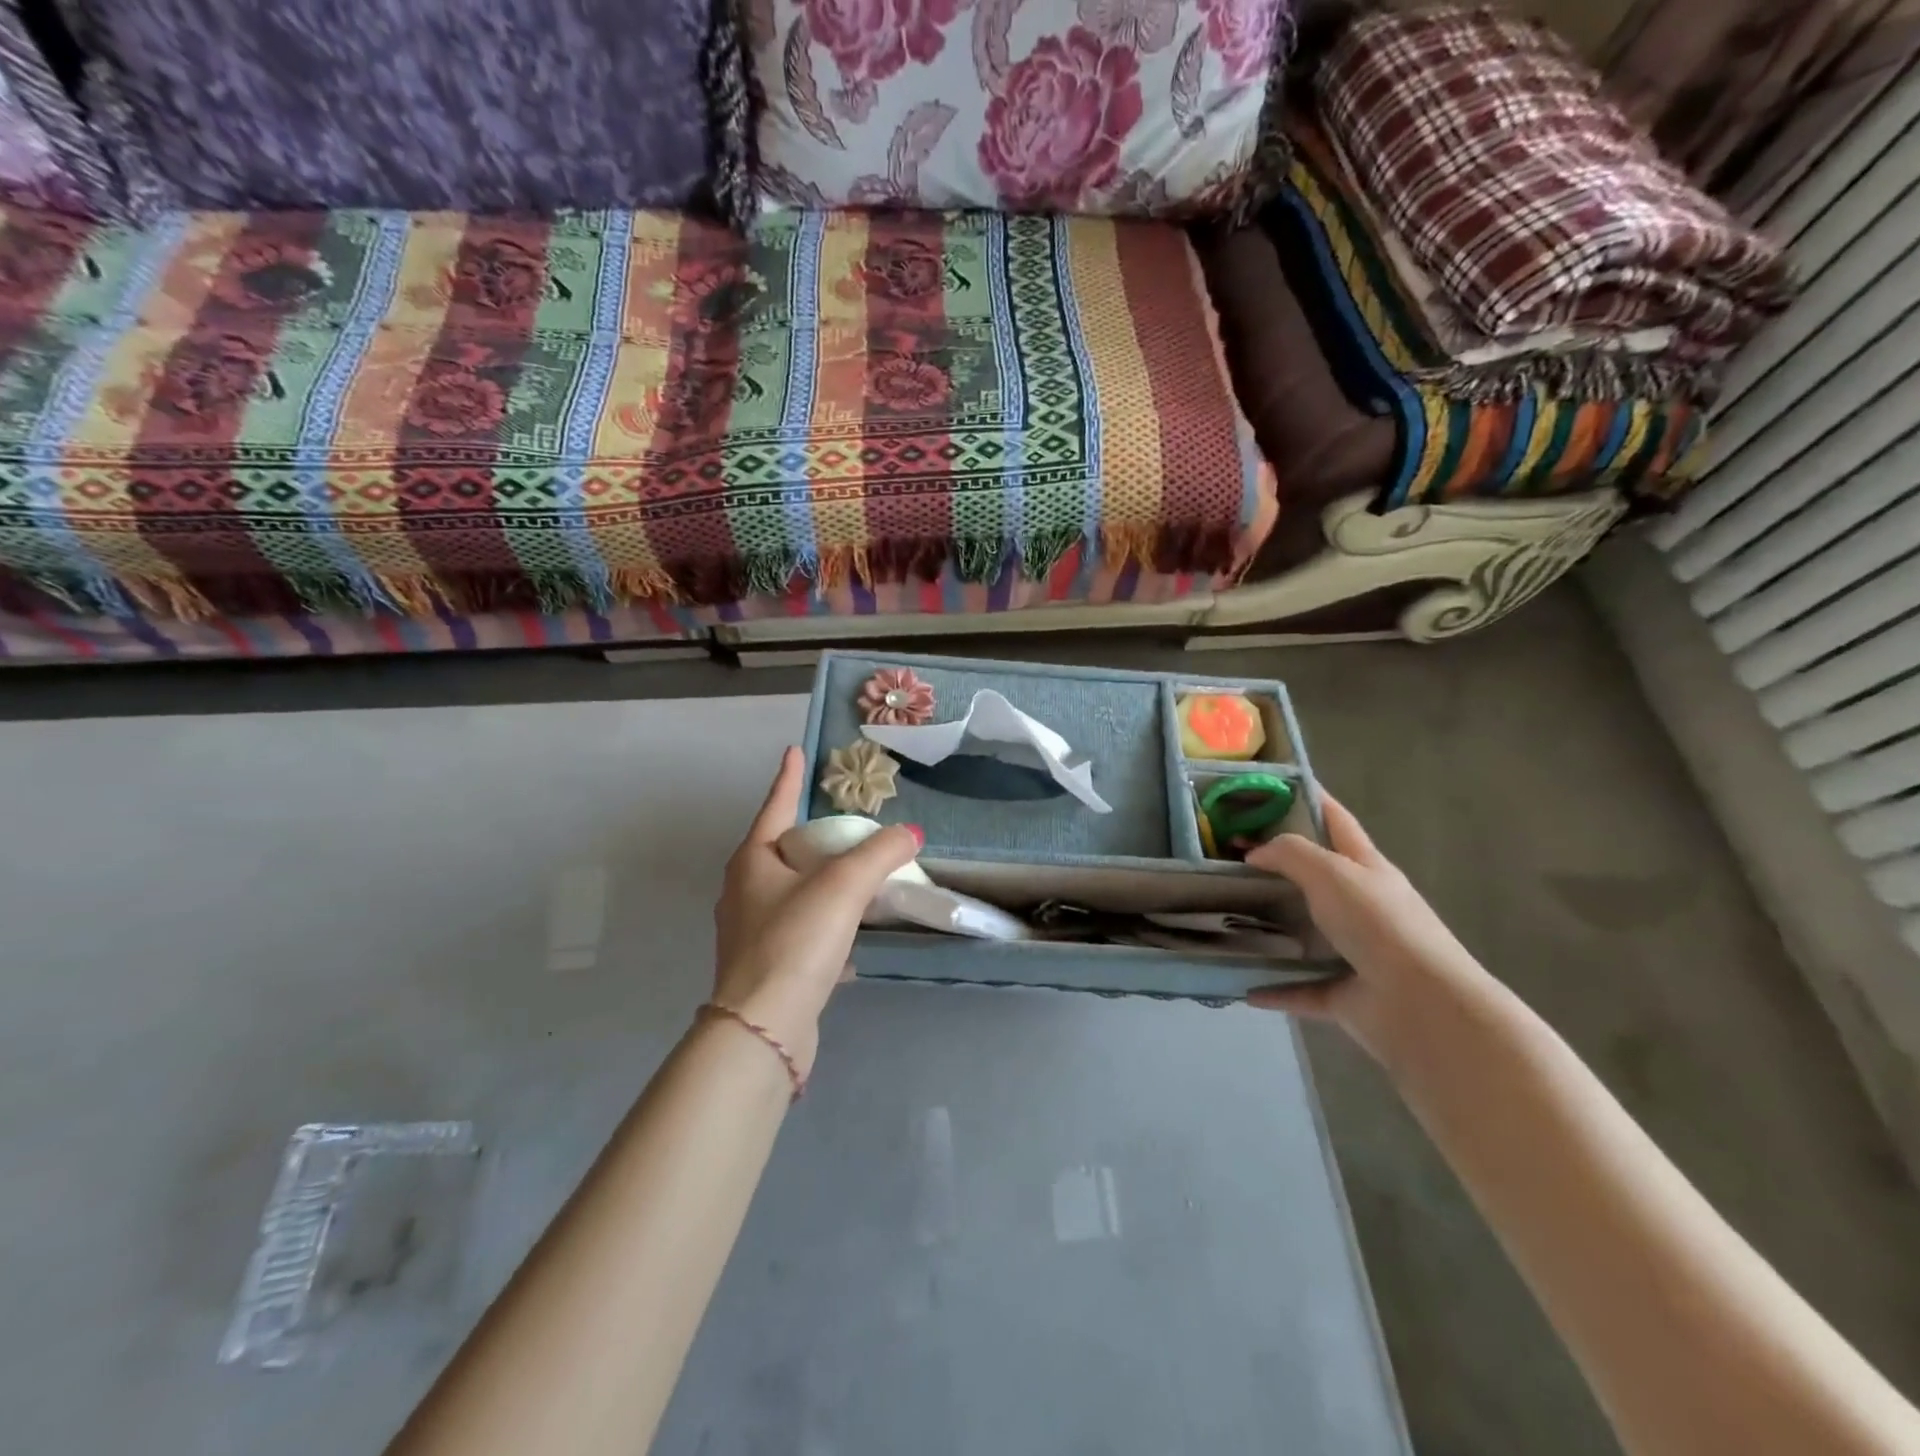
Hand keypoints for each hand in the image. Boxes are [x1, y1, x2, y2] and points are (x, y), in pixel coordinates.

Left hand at [712, 747, 920, 1078]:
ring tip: (855, 878)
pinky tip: (852, 937)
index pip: (776, 806)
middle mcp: (744, 892)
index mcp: (752, 862)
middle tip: (842, 823)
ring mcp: (751, 932)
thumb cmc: (795, 941)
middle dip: (810, 836)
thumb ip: (880, 853)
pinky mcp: (767, 968)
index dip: (789, 777)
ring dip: (821, 884)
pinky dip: (826, 925)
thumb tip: (910, 833)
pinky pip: (802, 931)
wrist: (765, 1028)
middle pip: (782, 851)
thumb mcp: (843, 886)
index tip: (794, 750)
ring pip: (793, 894)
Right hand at [1243, 794, 1490, 1062]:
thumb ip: (1290, 853)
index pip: (1336, 821)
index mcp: (1365, 869)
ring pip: (1303, 934)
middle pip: (1314, 878)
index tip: (1271, 786)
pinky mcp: (1343, 994)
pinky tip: (1242, 985)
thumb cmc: (1379, 925)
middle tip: (1225, 856)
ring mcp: (1353, 952)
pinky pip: (1299, 987)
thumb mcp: (1332, 872)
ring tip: (1224, 917)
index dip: (1310, 799)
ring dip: (1270, 928)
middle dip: (1275, 866)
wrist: (1421, 1005)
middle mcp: (1361, 906)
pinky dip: (1273, 987)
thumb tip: (1255, 852)